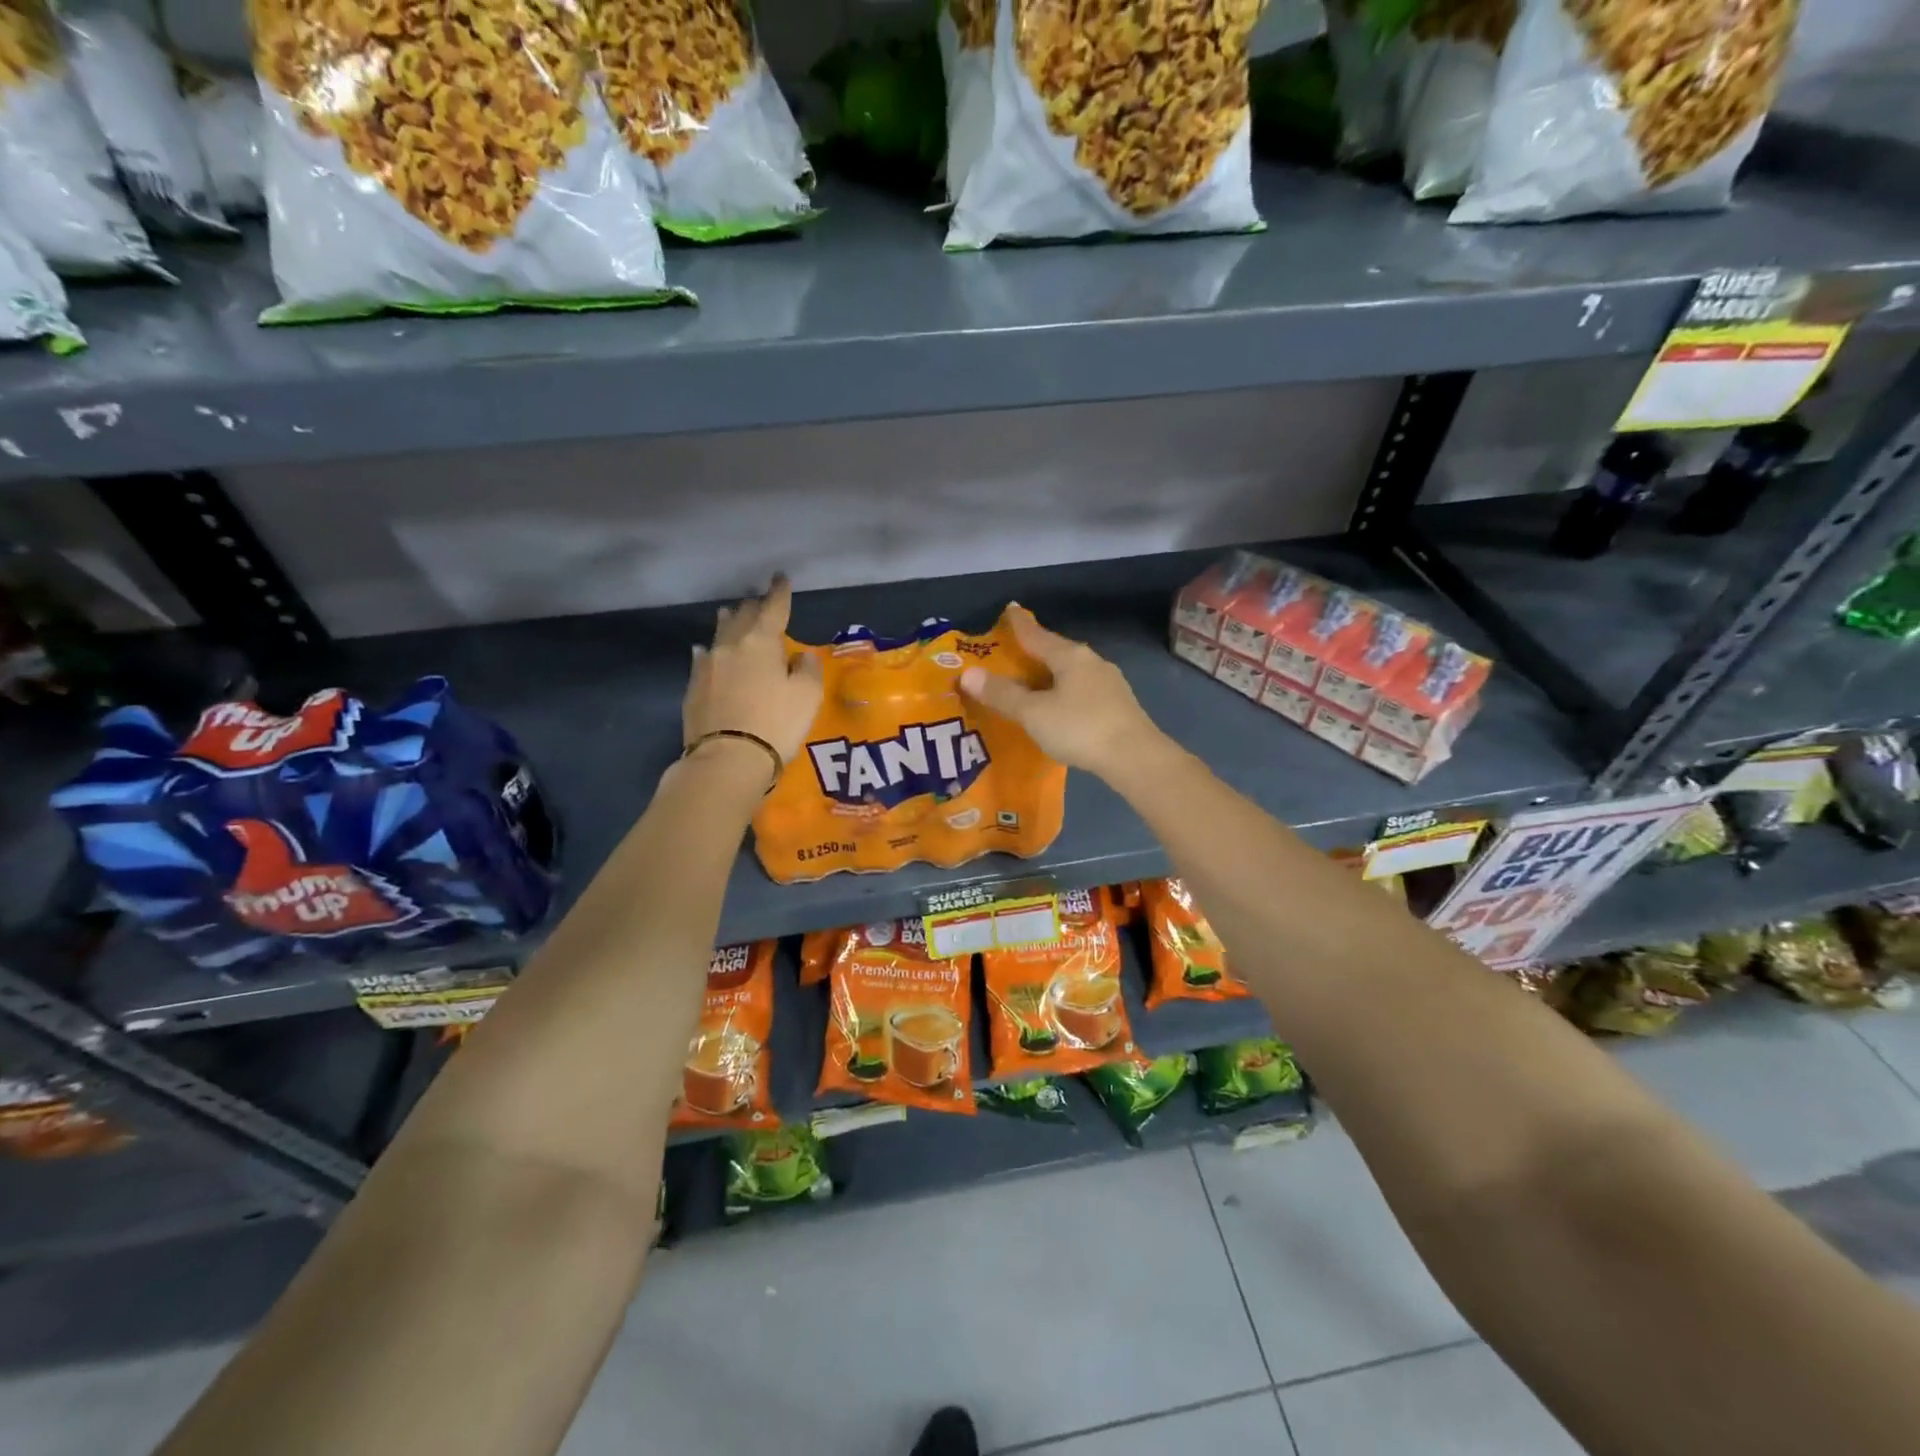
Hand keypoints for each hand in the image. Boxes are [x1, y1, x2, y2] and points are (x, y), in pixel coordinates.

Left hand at [683, 576, 824, 767]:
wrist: (727, 759)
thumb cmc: (775, 724)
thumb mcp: (807, 696)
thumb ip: (808, 670)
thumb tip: (801, 657)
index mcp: (761, 642)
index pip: (773, 608)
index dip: (780, 592)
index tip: (781, 578)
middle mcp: (731, 646)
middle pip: (743, 616)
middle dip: (754, 606)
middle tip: (760, 600)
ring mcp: (707, 666)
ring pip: (719, 633)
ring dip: (729, 621)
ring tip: (732, 613)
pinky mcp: (693, 687)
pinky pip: (703, 658)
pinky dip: (710, 650)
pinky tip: (706, 651)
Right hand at [958, 605, 1163, 778]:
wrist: (1136, 758)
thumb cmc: (1080, 728)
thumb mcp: (1033, 713)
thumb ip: (1002, 694)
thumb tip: (968, 673)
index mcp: (1070, 656)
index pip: (1037, 634)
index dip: (1019, 624)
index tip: (1010, 609)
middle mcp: (1091, 661)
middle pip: (1056, 651)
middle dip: (1034, 651)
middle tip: (1012, 652)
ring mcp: (1109, 683)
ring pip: (1071, 671)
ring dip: (1050, 674)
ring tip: (1031, 682)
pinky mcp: (1118, 705)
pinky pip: (1082, 689)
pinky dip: (1064, 692)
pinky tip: (1059, 706)